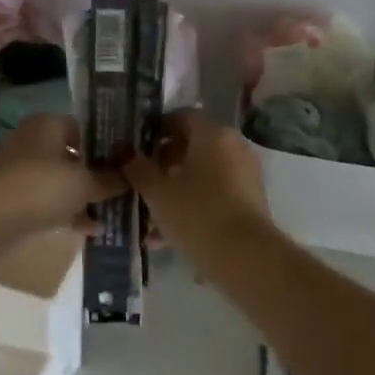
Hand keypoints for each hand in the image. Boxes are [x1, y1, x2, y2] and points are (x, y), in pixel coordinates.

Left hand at [0, 115, 125, 237]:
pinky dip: (68, 213)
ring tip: (114, 213)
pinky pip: (48, 202)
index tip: (129, 163)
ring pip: (61, 182)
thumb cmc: (42, 186)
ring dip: (84, 197)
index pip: (85, 128)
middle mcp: (32, 141)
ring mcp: (20, 171)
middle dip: (97, 174)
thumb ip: (110, 180)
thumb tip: (132, 177)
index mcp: (48, 124)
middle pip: (73, 156)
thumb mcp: (85, 183)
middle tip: (125, 190)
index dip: (108, 144)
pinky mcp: (13, 198)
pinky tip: (92, 230)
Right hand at [122, 112, 272, 261]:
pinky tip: (166, 234)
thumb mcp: (157, 193)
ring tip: (148, 215)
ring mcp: (245, 173)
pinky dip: (192, 205)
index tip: (135, 148)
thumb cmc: (196, 215)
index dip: (156, 129)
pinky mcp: (250, 200)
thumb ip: (138, 169)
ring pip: (202, 173)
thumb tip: (124, 151)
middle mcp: (233, 146)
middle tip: (139, 181)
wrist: (245, 258)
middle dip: (164, 162)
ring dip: (176, 188)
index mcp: (212, 134)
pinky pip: (214, 194)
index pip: (181, 116)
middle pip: (193, 145)